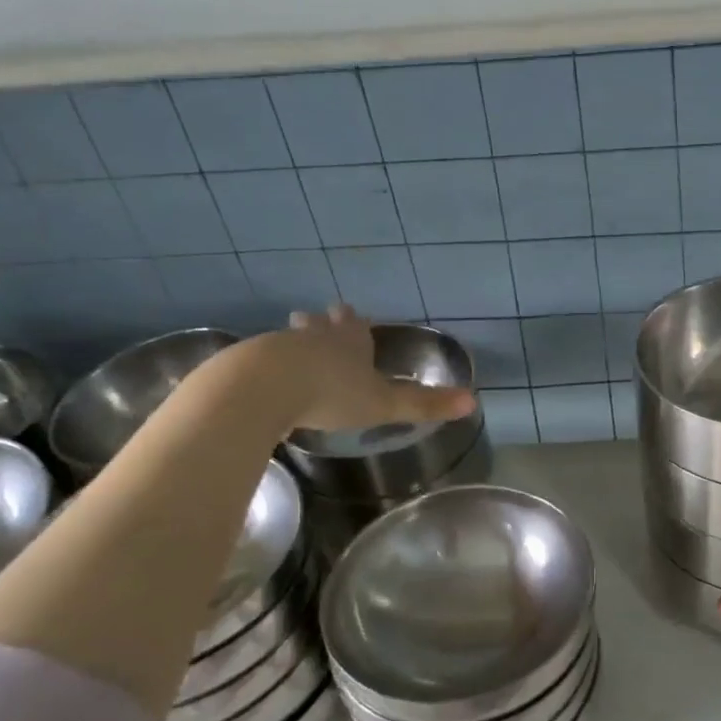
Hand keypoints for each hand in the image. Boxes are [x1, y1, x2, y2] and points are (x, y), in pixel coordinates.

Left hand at [222, 305, 476, 436]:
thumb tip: (474, 402)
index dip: (357, 323)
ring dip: (293, 342)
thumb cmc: (332, 393)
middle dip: (322, 323)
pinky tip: (262, 381)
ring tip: (291, 351)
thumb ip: (424, 404)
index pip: (356, 325)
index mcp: (350, 342)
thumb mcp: (385, 403)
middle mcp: (315, 337)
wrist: (264, 388)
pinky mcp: (246, 364)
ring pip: (289, 338)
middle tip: (320, 320)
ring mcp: (278, 346)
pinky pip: (259, 361)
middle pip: (319, 323)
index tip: (354, 316)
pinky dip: (264, 366)